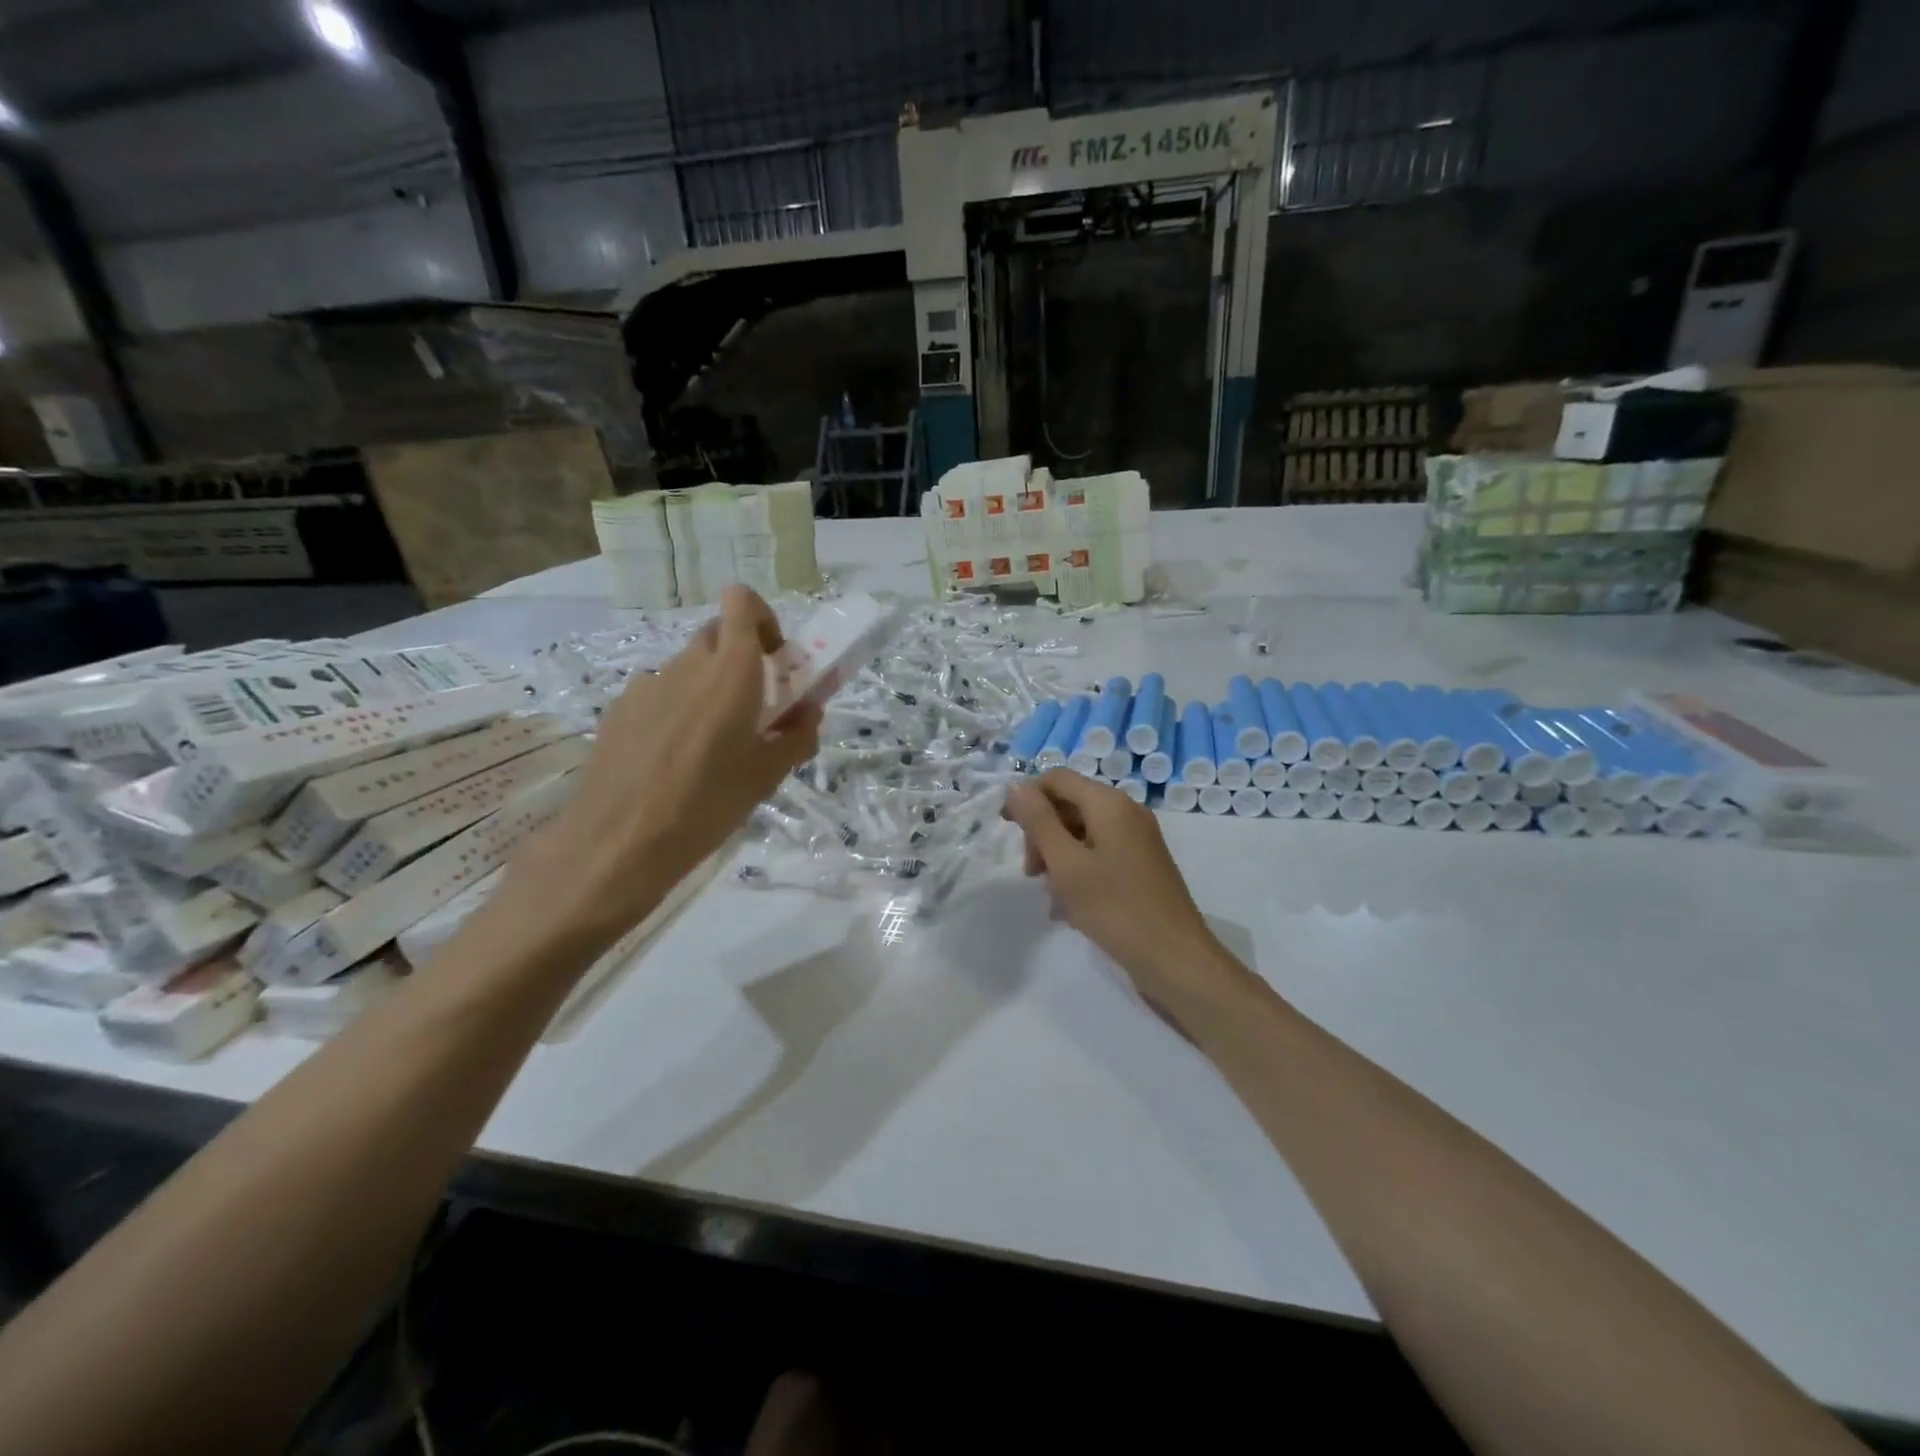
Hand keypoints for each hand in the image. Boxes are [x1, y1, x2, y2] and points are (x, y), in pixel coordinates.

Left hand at [505, 587, 820, 946]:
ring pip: (687, 668)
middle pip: (717, 635)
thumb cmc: (707, 805)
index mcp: (730, 672)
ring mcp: (646, 685)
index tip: (775, 659)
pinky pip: (659, 694)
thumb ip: (797, 736)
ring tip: (709, 746)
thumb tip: (808, 712)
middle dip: (741, 658)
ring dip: (708, 688)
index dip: (763, 619)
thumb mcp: (767, 776)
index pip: (742, 602)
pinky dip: (675, 710)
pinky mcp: (618, 709)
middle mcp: (686, 665)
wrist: (617, 843)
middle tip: (753, 707)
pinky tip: (671, 760)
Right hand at [1003, 769, 1222, 1007]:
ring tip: (1051, 898)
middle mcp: (1126, 813)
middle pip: (1069, 805)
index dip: (1026, 797)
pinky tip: (1067, 910)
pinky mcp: (1141, 866)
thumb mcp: (1066, 864)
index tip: (1006, 829)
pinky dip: (1078, 873)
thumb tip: (1016, 786)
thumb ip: (1038, 822)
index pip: (1056, 779)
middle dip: (1042, 834)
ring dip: (1057, 859)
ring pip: (1081, 834)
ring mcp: (1137, 840)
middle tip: (1032, 874)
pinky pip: (1098, 855)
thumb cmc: (1116, 909)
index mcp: (1109, 804)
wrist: (1175, 960)